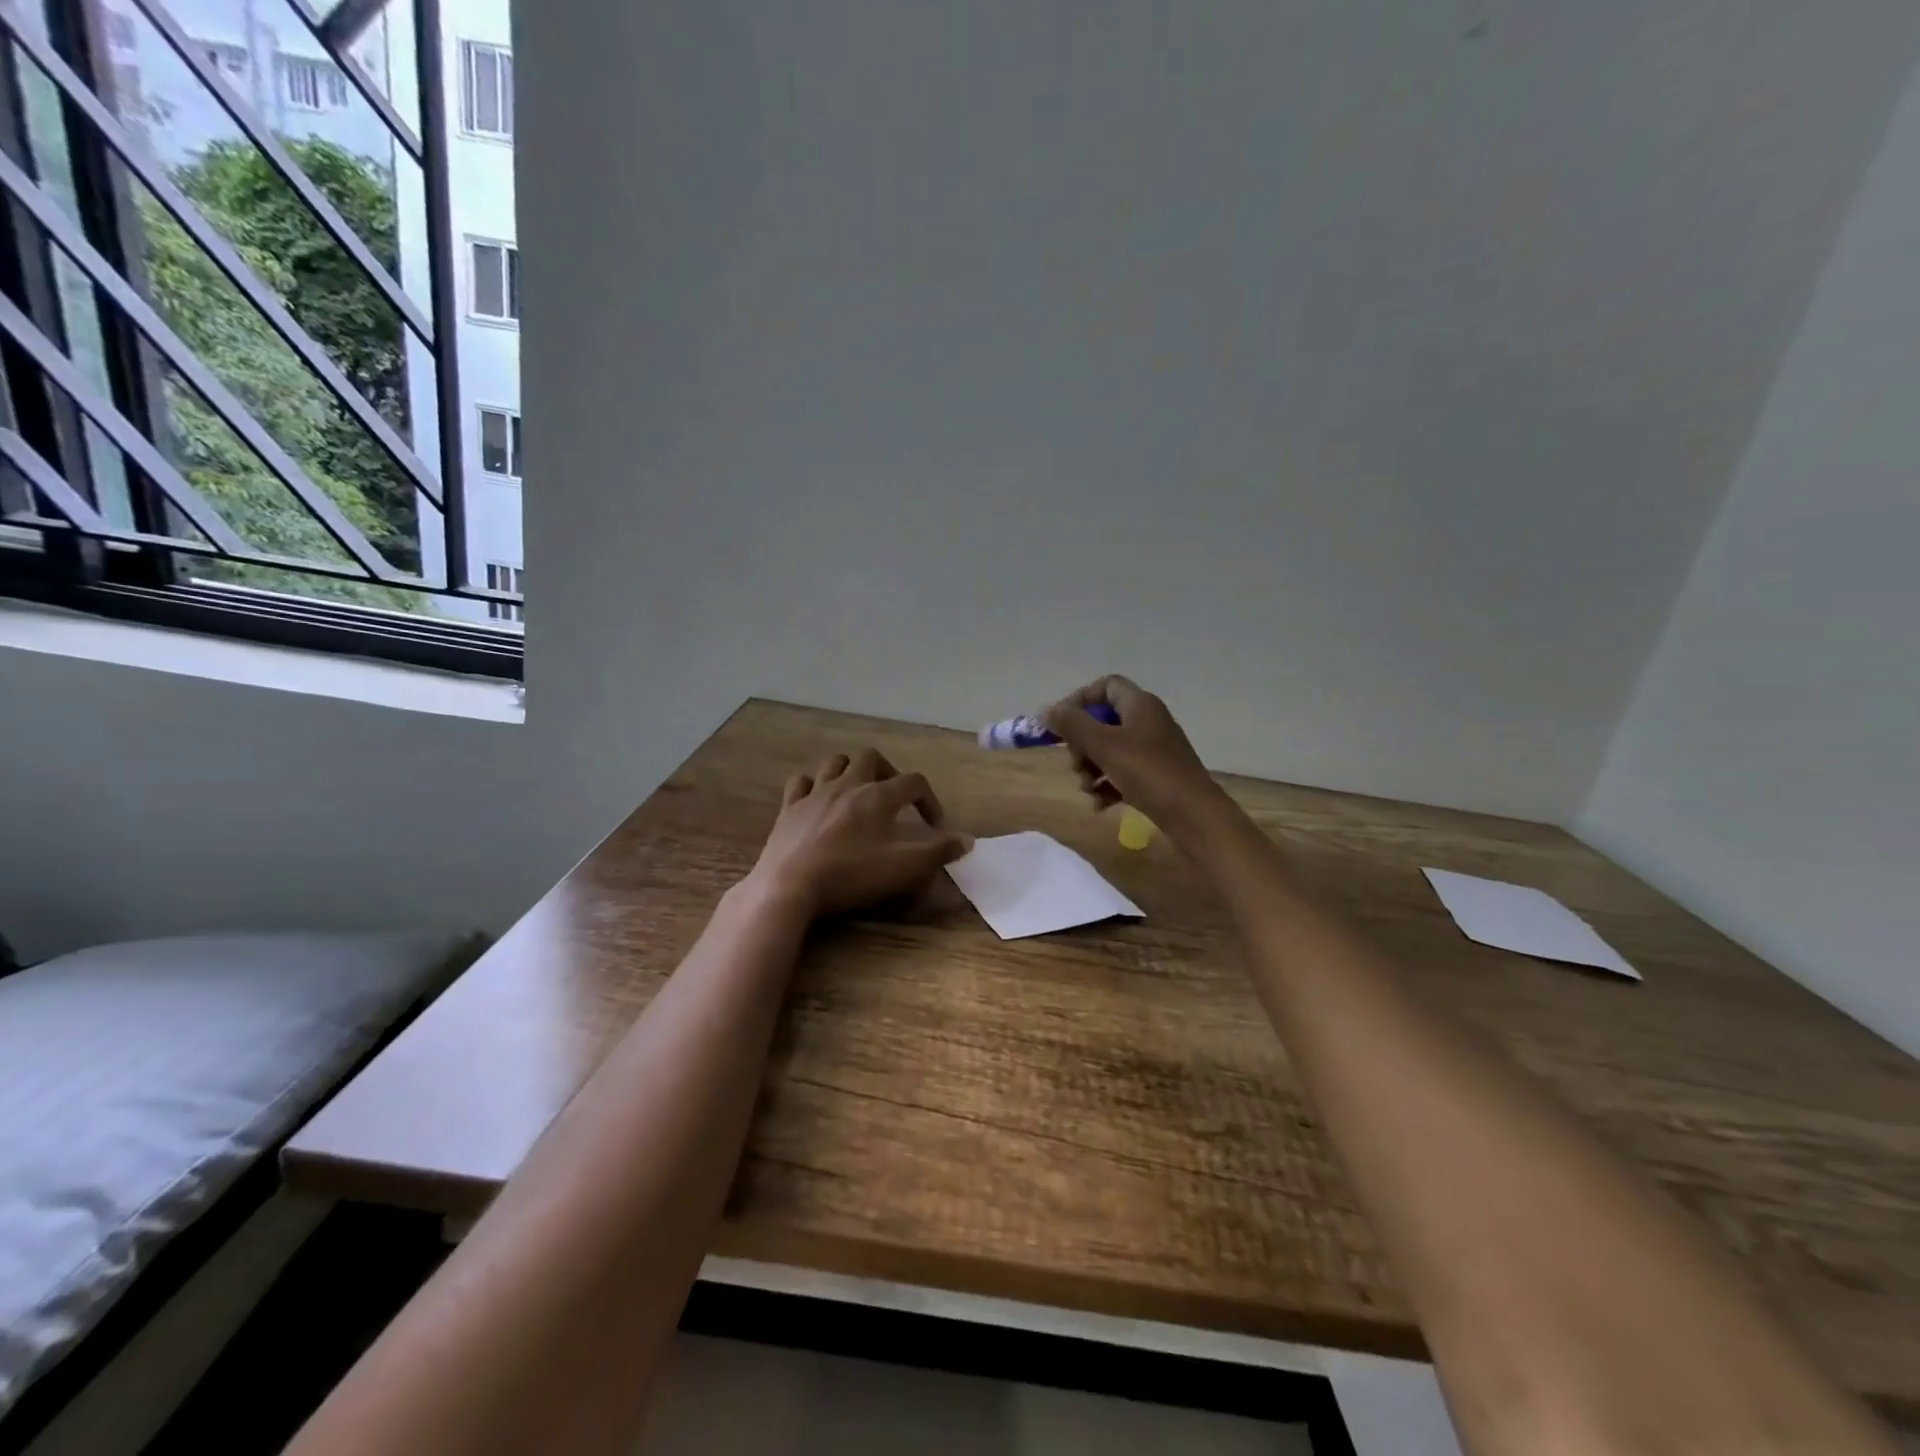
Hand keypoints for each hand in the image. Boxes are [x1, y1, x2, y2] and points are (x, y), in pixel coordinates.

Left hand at [748, 748, 972, 917]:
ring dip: (851, 770)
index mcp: (879, 796)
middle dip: (888, 772)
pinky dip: (812, 785)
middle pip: (872, 757)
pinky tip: (818, 800)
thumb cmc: (852, 874)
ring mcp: (815, 793)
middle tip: (893, 798)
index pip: (914, 782)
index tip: (935, 826)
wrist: (791, 885)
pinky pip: (801, 782)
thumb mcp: (905, 867)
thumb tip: (968, 840)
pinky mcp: (789, 808)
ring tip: (859, 791)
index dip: (930, 801)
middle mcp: (848, 784)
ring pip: (835, 762)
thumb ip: (938, 852)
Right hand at [1042, 675, 1228, 836]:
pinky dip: (1107, 786)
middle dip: (1082, 745)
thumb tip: (1045, 710)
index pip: (1105, 686)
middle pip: (1102, 722)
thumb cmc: (1148, 772)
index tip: (1061, 724)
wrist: (1193, 815)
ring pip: (1109, 751)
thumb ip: (1072, 725)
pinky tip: (1099, 806)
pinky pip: (1122, 773)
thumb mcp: (1104, 745)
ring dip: (1091, 769)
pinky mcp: (1155, 777)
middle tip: (1077, 765)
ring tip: (1088, 789)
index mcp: (1140, 705)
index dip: (1080, 700)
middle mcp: (1147, 722)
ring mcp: (1153, 751)